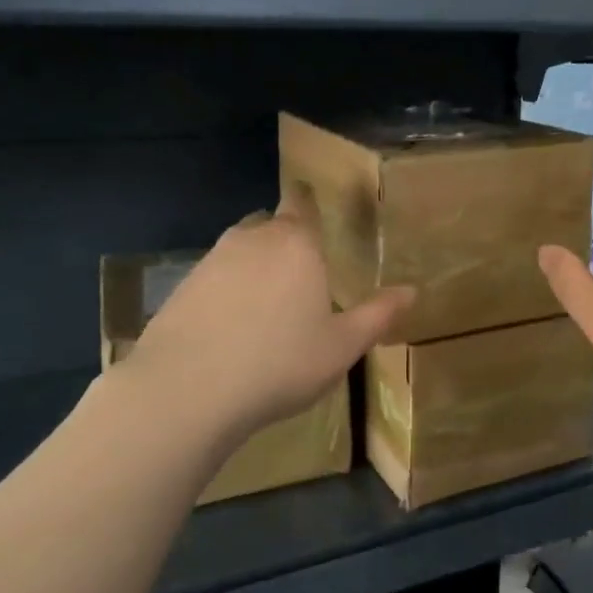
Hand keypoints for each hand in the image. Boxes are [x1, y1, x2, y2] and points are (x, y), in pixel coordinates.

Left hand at [132, 191, 412, 435]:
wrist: (188, 390)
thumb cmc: (280, 363)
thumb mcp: (342, 346)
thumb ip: (378, 314)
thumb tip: (411, 290)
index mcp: (296, 243)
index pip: (302, 202)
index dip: (308, 201)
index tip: (316, 210)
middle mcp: (252, 238)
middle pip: (272, 224)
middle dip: (286, 240)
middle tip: (303, 275)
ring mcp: (211, 261)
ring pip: (241, 250)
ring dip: (255, 267)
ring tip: (268, 307)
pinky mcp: (181, 287)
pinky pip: (215, 278)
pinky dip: (227, 291)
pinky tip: (232, 328)